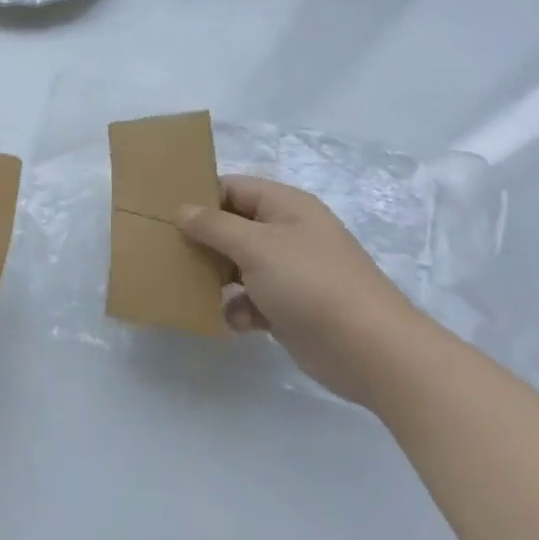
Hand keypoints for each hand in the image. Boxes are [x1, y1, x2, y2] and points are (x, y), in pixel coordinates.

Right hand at [178, 175, 428, 407]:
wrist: (371, 351)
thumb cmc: (311, 283)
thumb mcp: (256, 246)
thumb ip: (214, 226)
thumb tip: (183, 210)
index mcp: (286, 206)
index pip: (233, 188)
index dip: (201, 198)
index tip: (167, 214)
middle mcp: (288, 233)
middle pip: (234, 227)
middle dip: (204, 241)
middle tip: (169, 252)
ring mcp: (292, 272)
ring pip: (240, 265)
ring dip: (217, 277)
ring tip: (192, 288)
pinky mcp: (292, 309)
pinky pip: (253, 299)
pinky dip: (239, 308)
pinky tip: (234, 321)